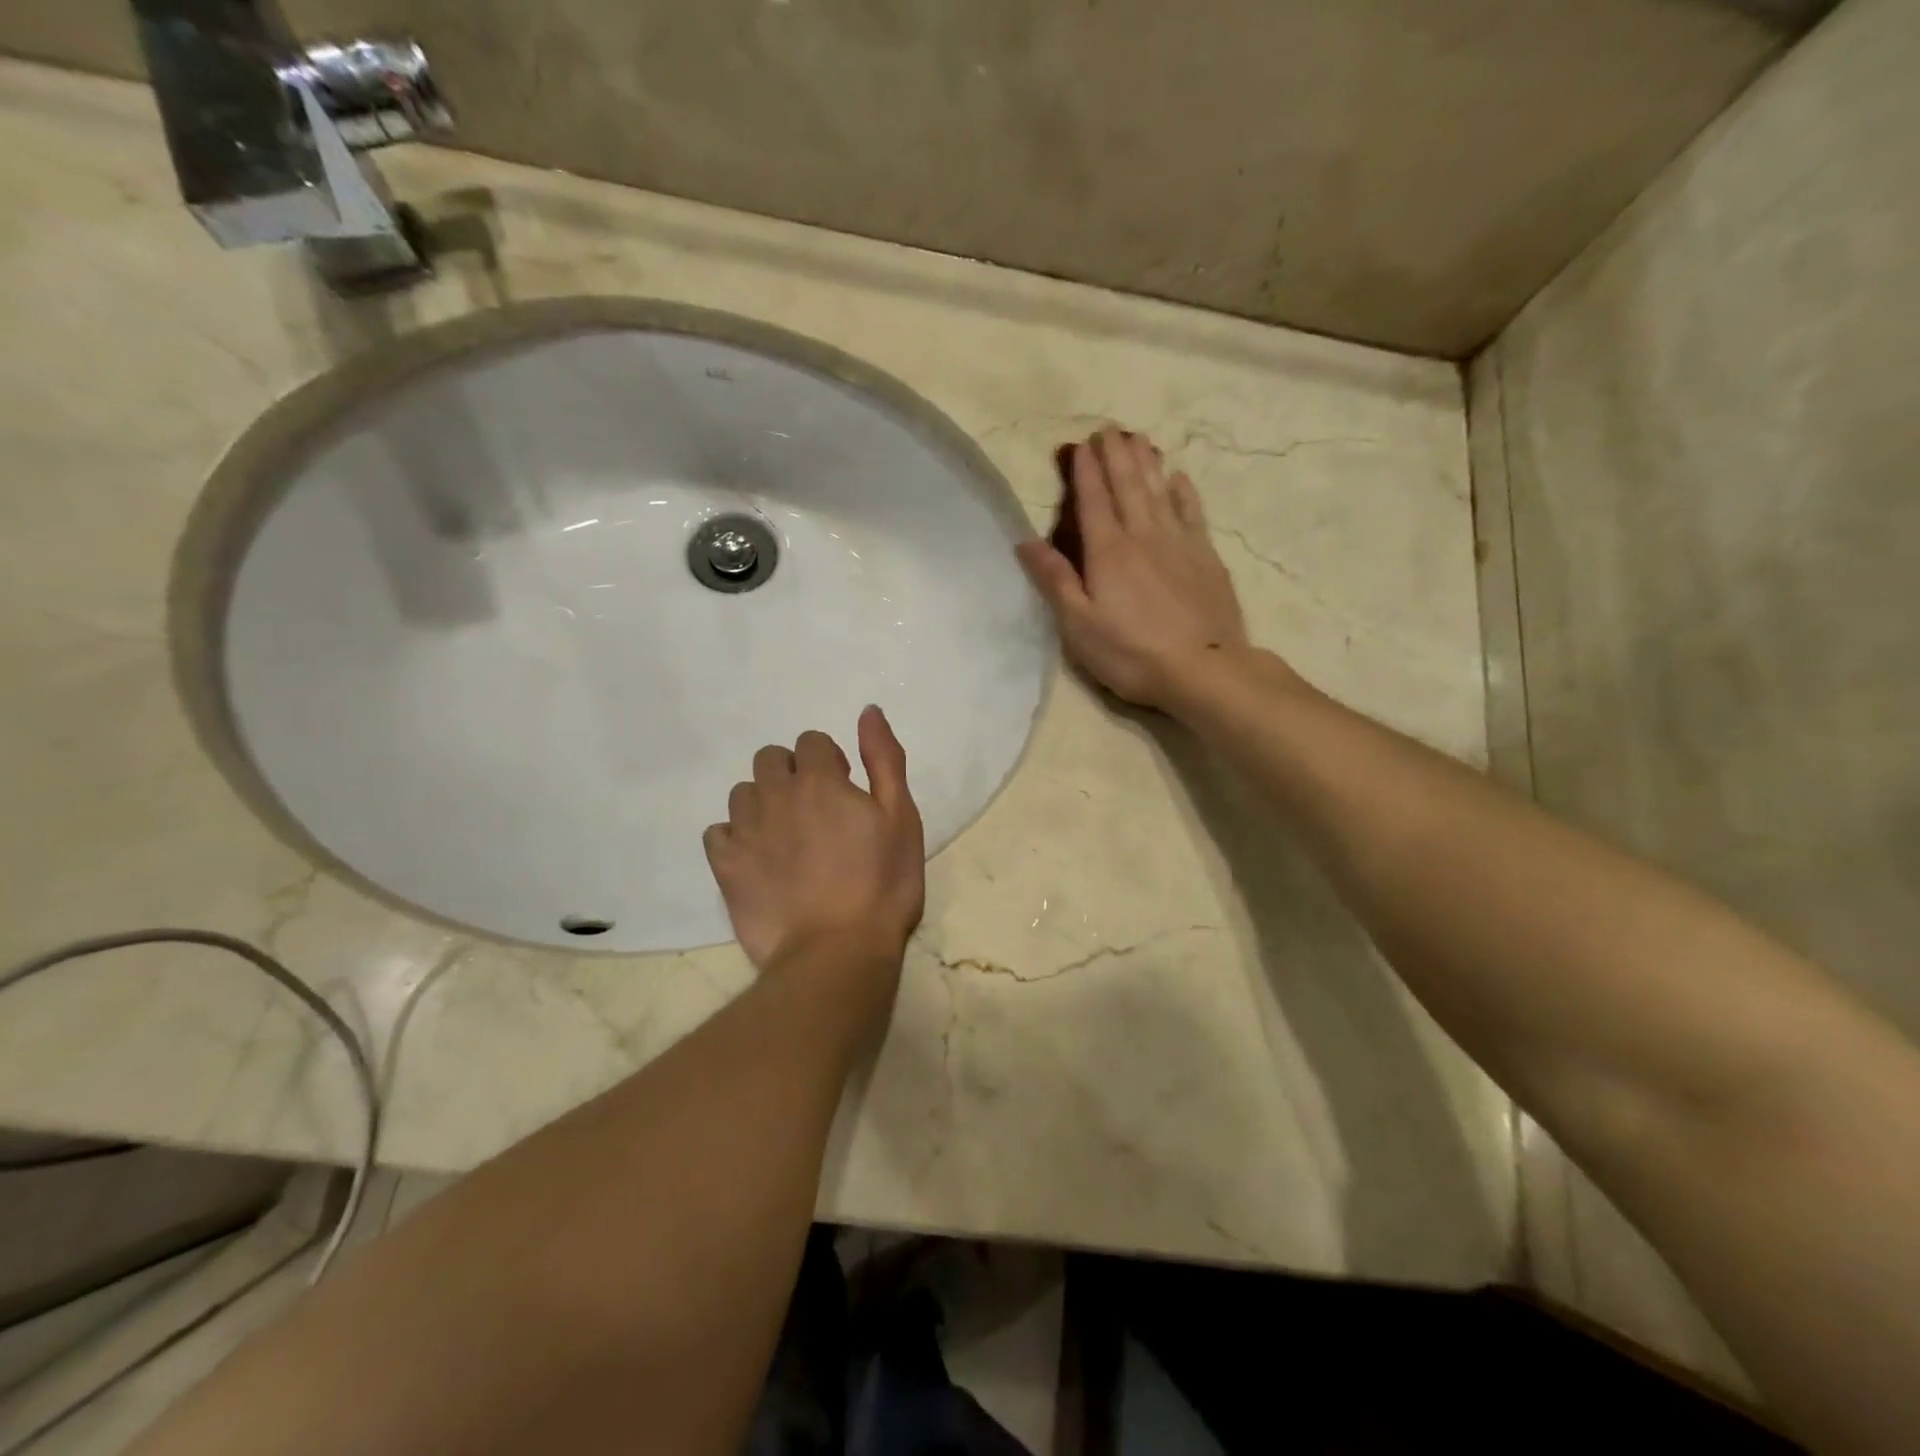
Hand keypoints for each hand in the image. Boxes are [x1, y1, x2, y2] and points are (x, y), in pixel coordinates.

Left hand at [703, 706, 925, 997]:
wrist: (838, 952)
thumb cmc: (882, 884)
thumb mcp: (901, 817)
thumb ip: (884, 759)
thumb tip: (868, 711)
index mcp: (819, 780)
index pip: (811, 741)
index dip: (829, 761)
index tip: (844, 790)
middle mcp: (775, 794)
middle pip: (770, 758)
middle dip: (791, 772)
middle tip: (815, 811)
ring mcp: (745, 830)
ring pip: (743, 792)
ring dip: (763, 802)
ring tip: (786, 837)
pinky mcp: (725, 866)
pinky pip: (717, 832)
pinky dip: (735, 837)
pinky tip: (757, 859)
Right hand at [1016, 427, 1250, 710]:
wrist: (1203, 668)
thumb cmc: (1131, 653)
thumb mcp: (1079, 625)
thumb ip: (1055, 580)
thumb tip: (1025, 541)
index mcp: (1108, 551)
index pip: (1093, 501)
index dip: (1085, 471)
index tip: (1081, 445)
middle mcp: (1144, 535)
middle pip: (1128, 485)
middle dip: (1116, 455)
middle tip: (1109, 429)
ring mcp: (1179, 543)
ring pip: (1160, 490)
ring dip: (1147, 462)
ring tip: (1139, 439)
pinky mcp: (1206, 557)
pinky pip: (1192, 512)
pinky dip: (1183, 491)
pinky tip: (1178, 478)